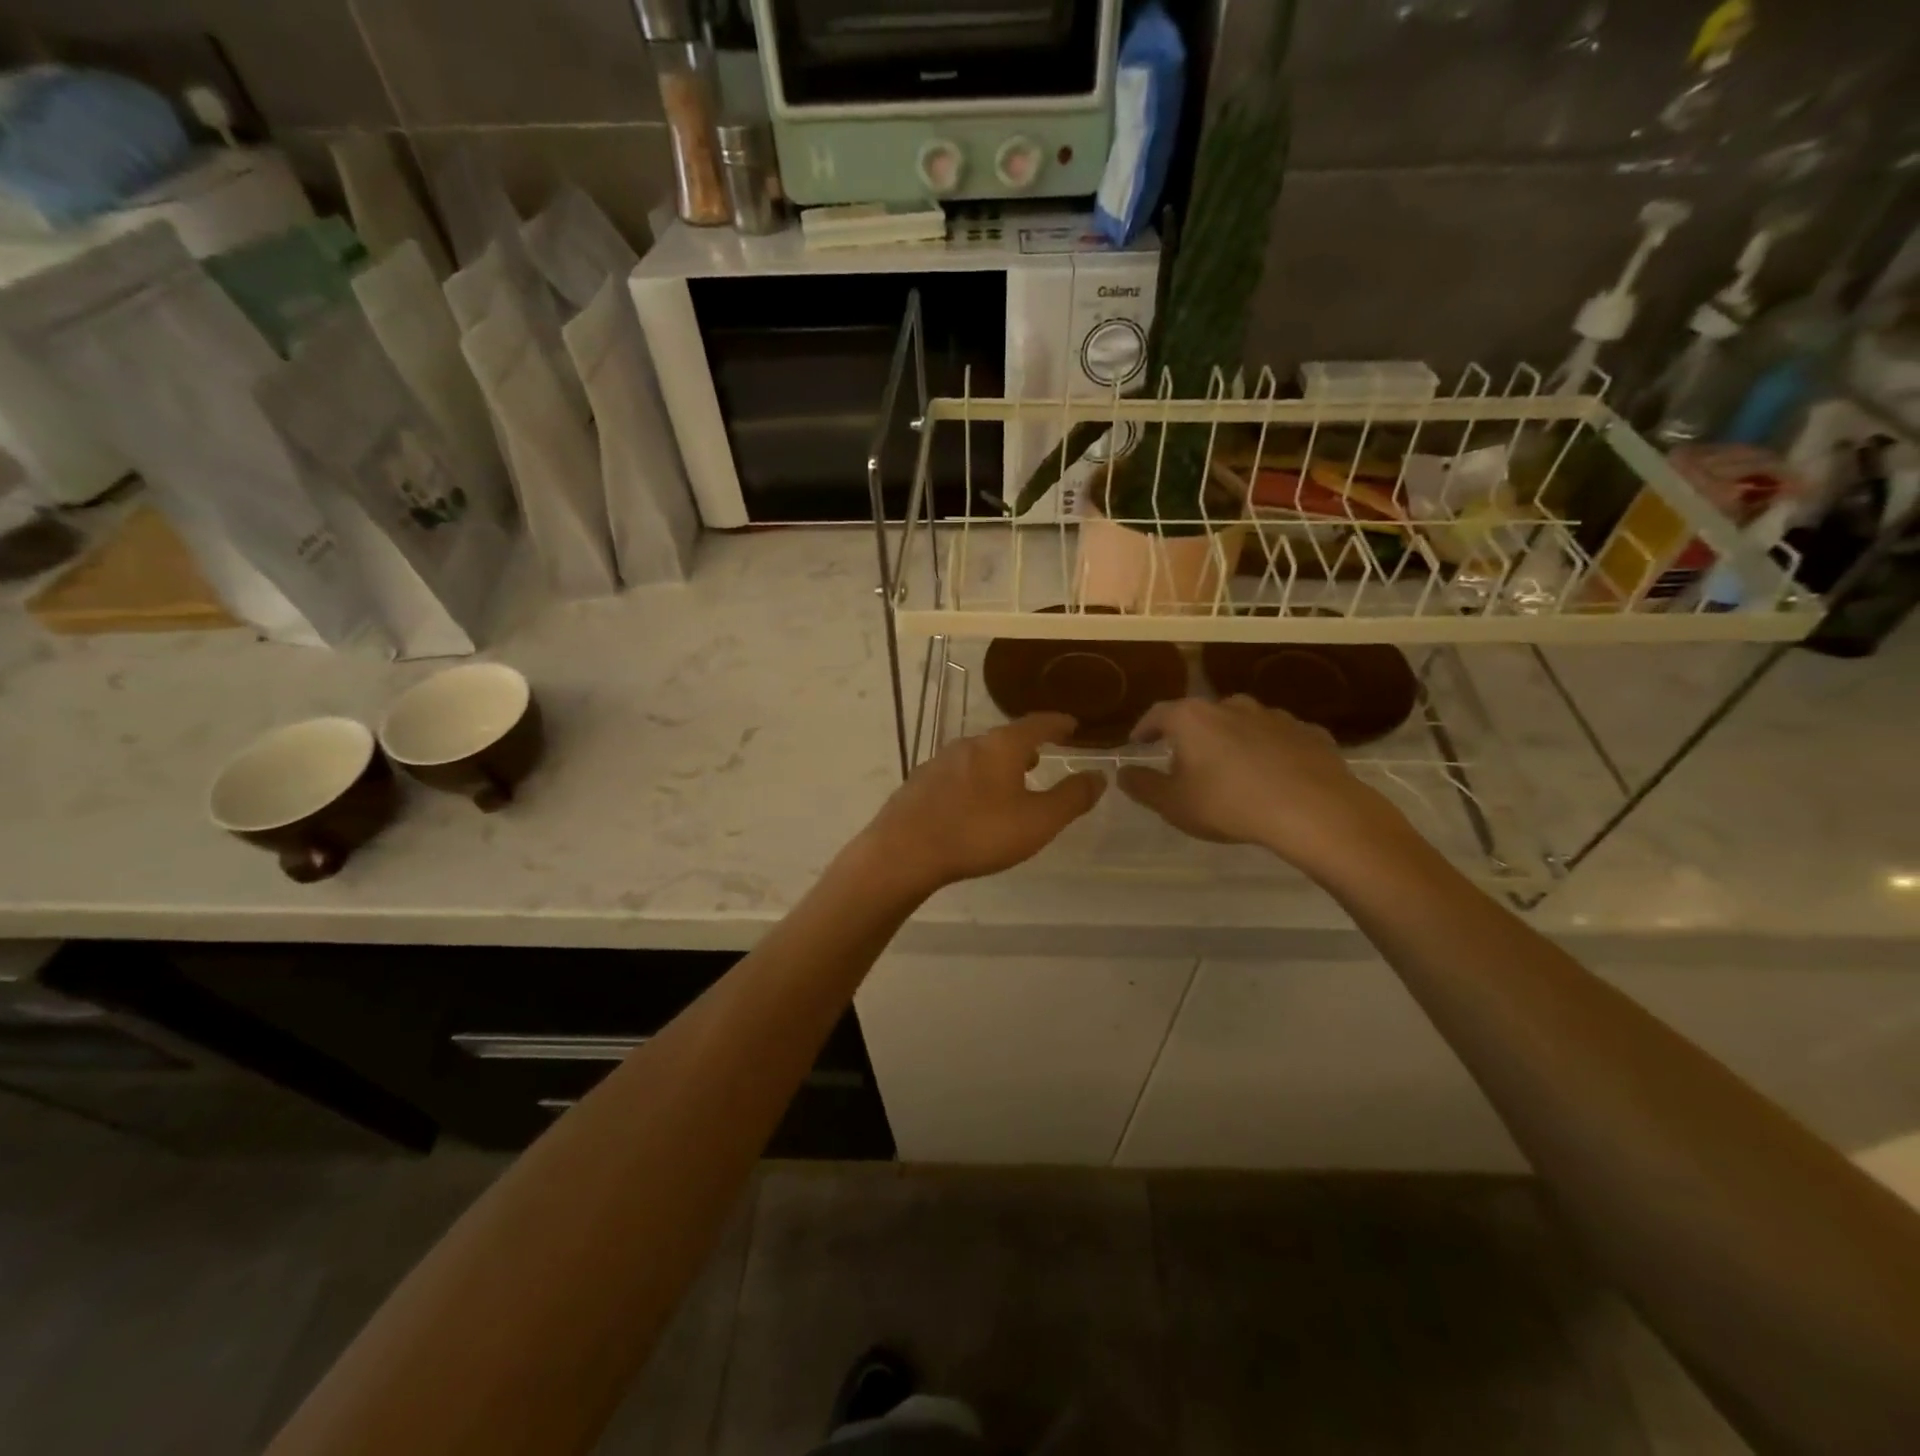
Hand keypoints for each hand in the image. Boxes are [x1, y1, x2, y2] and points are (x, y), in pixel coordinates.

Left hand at [860, 712, 1104, 894]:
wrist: (904, 851)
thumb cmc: (978, 833)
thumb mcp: (1038, 821)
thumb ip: (1072, 798)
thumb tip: (1098, 776)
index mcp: (1002, 746)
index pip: (1037, 724)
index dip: (1058, 723)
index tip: (1072, 725)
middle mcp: (970, 744)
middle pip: (1005, 738)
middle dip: (1026, 746)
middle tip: (1041, 757)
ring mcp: (939, 760)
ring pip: (978, 755)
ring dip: (998, 764)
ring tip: (1009, 782)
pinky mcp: (919, 782)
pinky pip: (956, 774)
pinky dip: (974, 780)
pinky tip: (971, 803)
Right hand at [1116, 696, 1412, 878]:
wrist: (1313, 810)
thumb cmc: (1229, 804)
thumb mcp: (1173, 804)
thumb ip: (1143, 786)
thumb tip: (1123, 773)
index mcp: (1192, 718)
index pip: (1157, 714)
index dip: (1144, 728)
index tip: (1138, 742)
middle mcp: (1231, 706)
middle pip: (1201, 715)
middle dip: (1190, 735)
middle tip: (1186, 760)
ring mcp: (1274, 716)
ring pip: (1243, 724)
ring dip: (1232, 740)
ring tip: (1231, 768)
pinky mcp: (1309, 733)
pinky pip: (1279, 739)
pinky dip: (1270, 751)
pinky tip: (1273, 775)